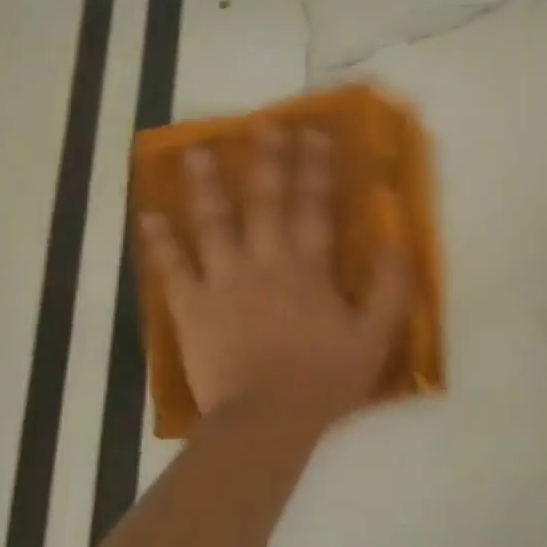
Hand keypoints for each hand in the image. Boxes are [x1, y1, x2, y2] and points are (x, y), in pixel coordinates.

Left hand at [139, 127, 410, 427]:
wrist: (268, 420)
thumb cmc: (325, 379)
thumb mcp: (376, 335)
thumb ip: (391, 283)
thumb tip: (397, 233)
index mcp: (308, 267)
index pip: (314, 206)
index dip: (315, 167)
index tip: (313, 133)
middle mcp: (265, 261)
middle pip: (265, 201)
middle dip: (267, 160)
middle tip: (263, 125)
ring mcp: (224, 280)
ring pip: (213, 222)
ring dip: (206, 185)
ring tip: (197, 152)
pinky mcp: (192, 306)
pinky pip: (173, 267)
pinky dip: (160, 241)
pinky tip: (149, 215)